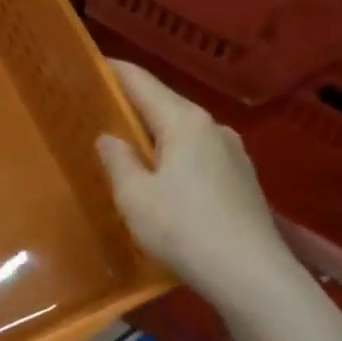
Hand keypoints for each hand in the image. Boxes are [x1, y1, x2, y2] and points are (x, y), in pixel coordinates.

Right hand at [96, 58, 301, 317]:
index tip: (90, 64)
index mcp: (184, 122)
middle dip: (132, 105)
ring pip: (183, 133)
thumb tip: (109, 137)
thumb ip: (117, 160)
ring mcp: (234, 154)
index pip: (142, 82)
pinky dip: (173, 156)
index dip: (114, 72)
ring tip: (126, 146)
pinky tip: (161, 178)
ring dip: (154, 134)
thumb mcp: (134, 196)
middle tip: (98, 109)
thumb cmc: (184, 229)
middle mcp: (213, 128)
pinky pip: (198, 156)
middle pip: (165, 105)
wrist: (252, 275)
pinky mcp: (242, 181)